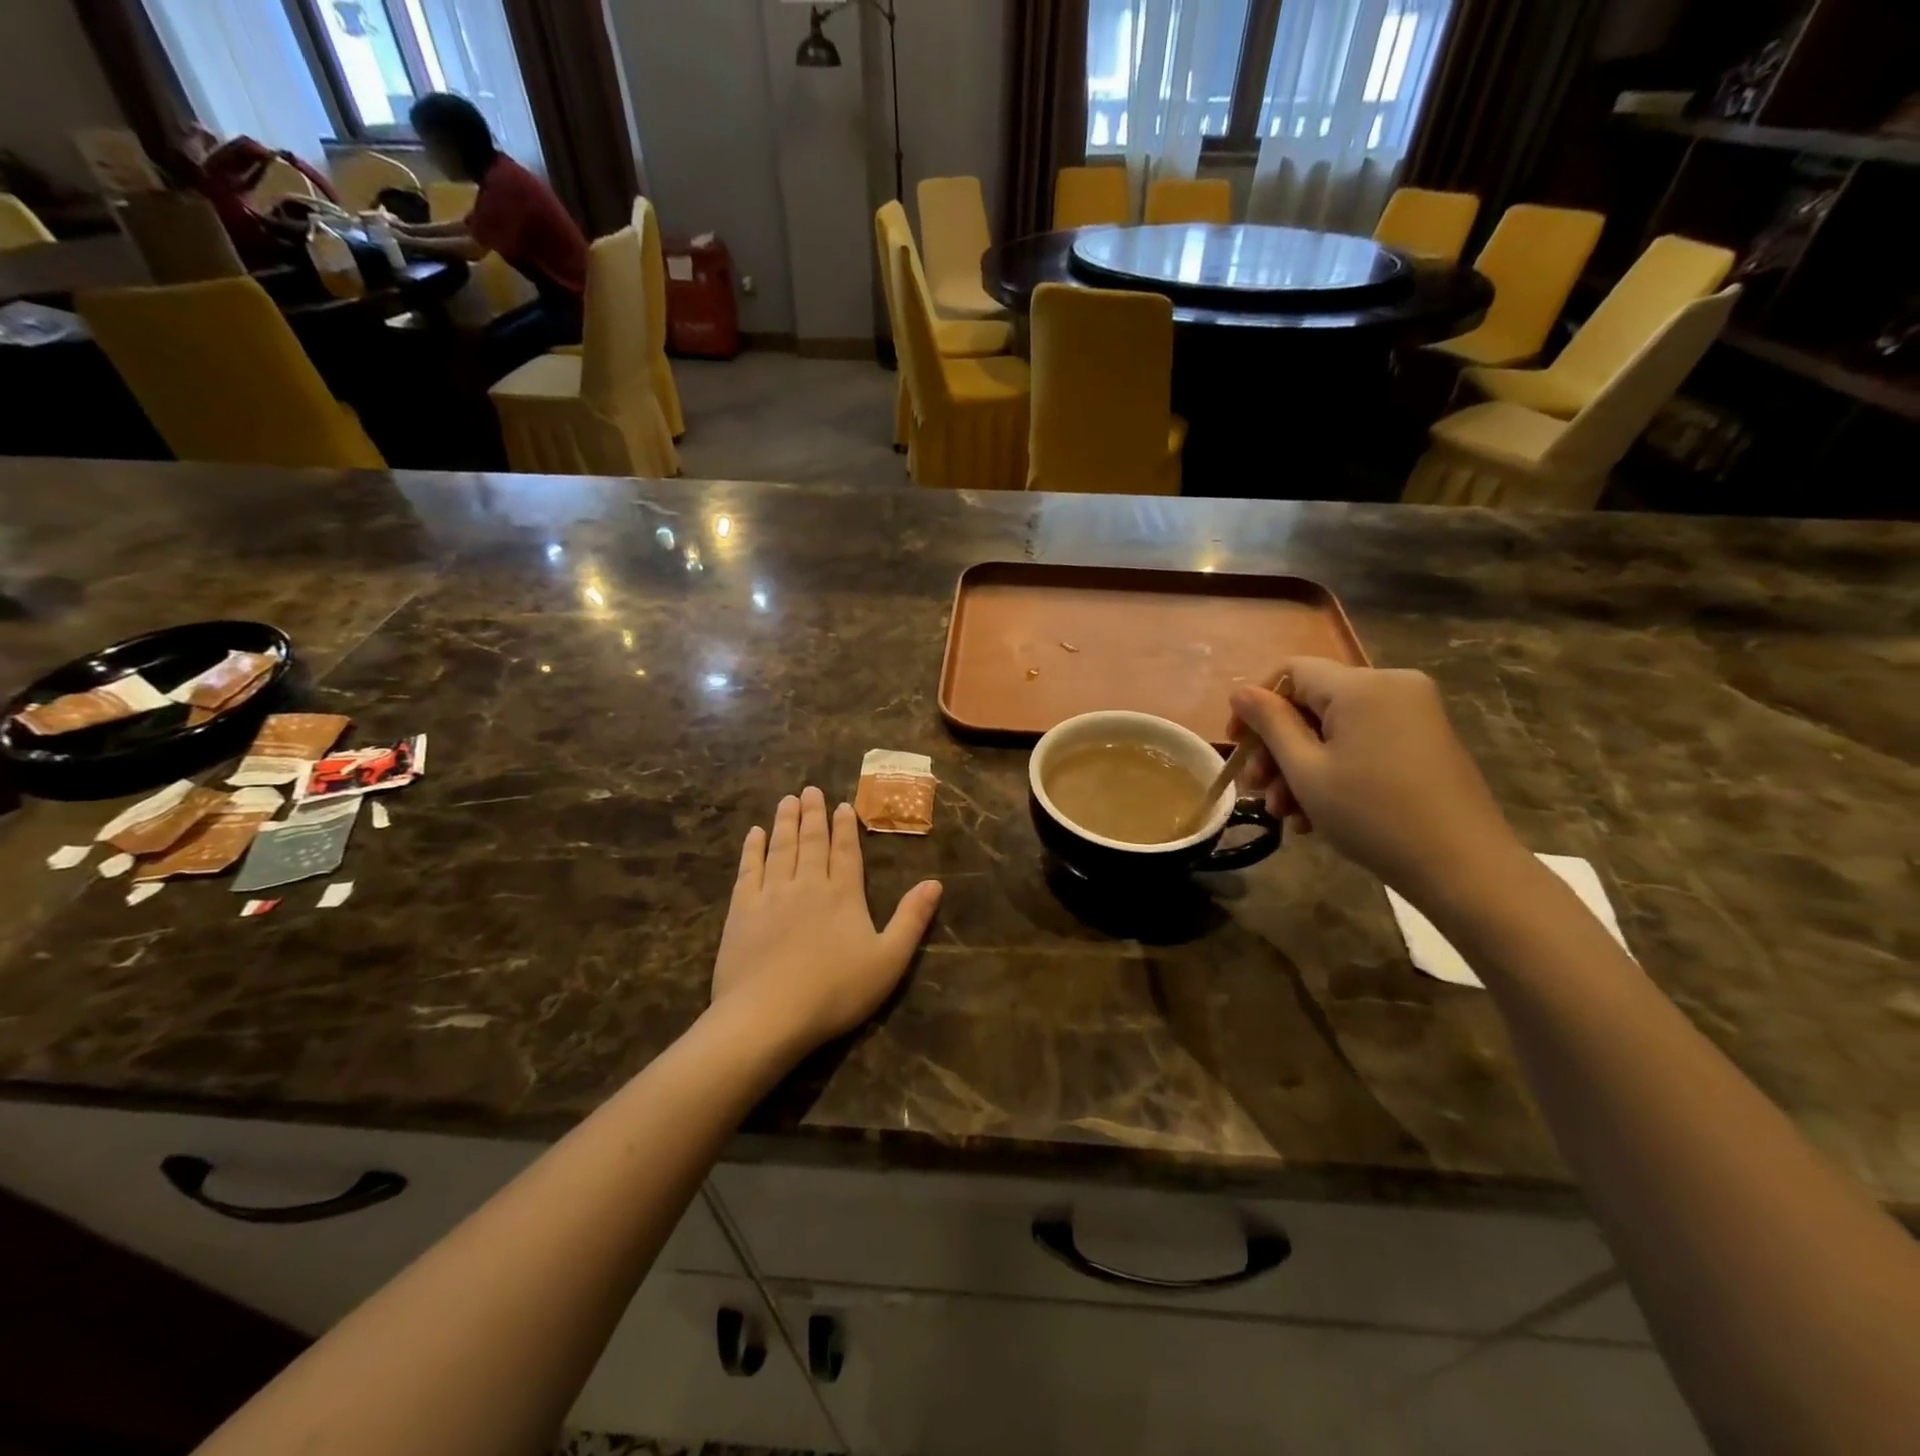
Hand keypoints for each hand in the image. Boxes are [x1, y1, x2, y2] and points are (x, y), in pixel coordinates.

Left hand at [711, 786, 941, 1053]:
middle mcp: (808, 884)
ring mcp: (771, 894)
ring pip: (780, 847)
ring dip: (785, 821)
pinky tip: (754, 834)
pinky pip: (749, 869)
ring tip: (787, 800)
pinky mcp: (741, 910)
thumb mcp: (889, 961)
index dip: (845, 826)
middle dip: (813, 814)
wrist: (768, 1016)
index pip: (846, 851)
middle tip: (810, 789)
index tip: (841, 805)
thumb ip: (911, 919)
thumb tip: (935, 883)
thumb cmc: (835, 992)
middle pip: (811, 841)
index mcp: (844, 894)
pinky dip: (753, 848)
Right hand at [1229, 659, 1526, 907]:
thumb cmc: (1372, 815)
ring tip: (1284, 814)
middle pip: (1312, 702)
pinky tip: (1315, 815)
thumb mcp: (1306, 771)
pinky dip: (1334, 769)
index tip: (1236, 746)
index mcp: (1361, 685)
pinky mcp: (1424, 740)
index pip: (1290, 671)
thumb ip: (1270, 724)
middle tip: (1258, 791)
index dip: (1255, 705)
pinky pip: (1362, 742)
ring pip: (1335, 728)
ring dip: (1301, 767)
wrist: (1463, 867)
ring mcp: (1413, 713)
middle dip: (1277, 748)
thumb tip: (1241, 692)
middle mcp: (1391, 686)